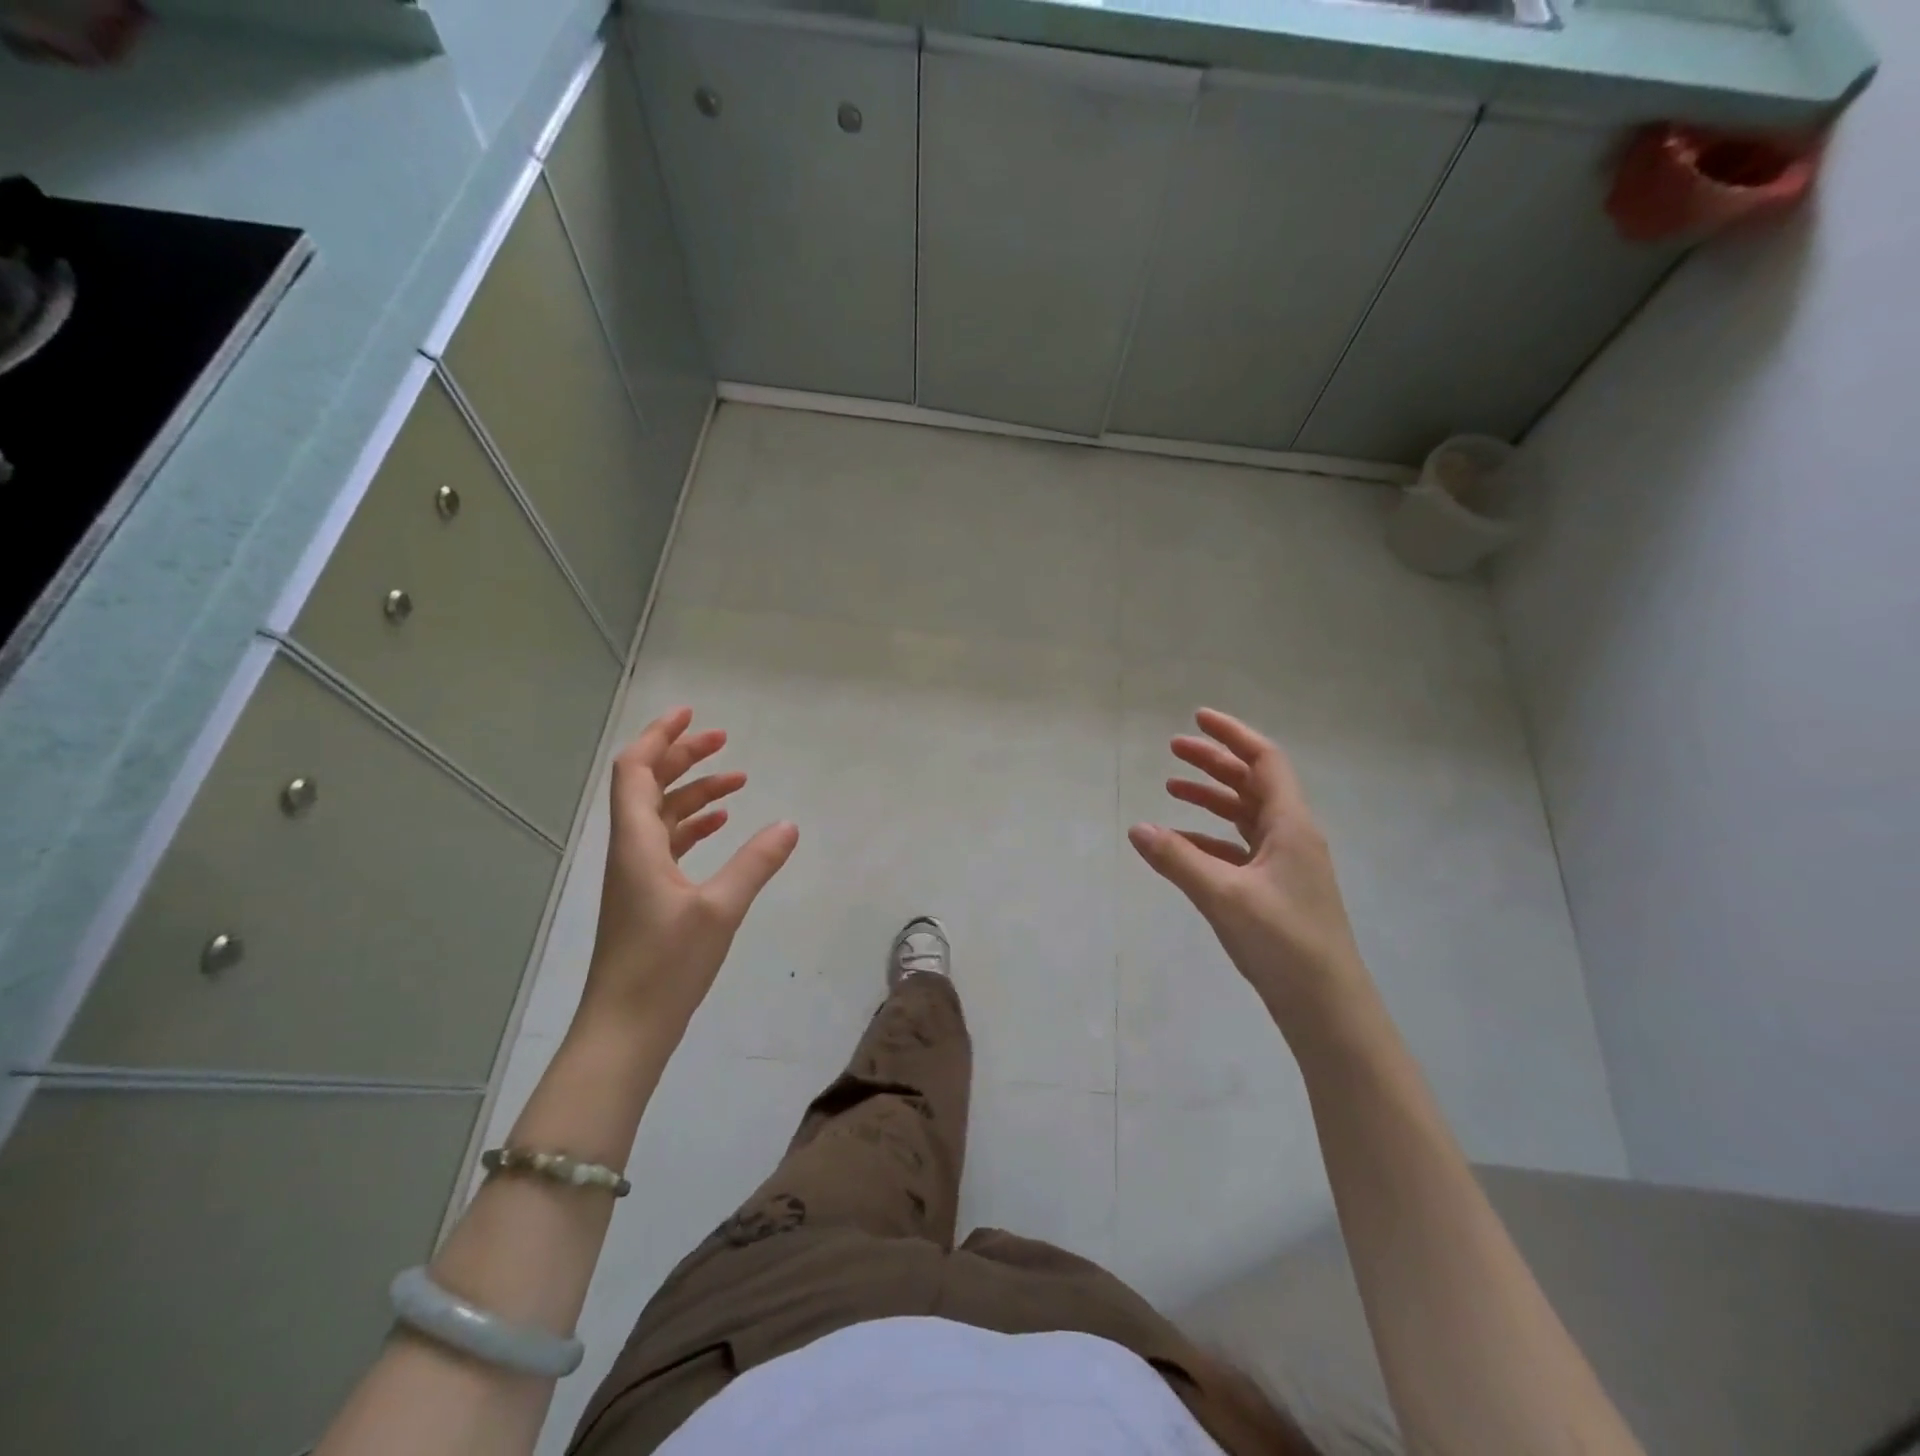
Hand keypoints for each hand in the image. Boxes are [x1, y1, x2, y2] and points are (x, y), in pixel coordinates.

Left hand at [583, 707, 798, 1034]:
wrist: (625, 1031)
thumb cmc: (665, 966)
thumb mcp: (720, 909)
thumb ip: (756, 863)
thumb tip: (789, 824)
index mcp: (636, 843)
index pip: (636, 770)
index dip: (660, 736)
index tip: (691, 714)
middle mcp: (630, 851)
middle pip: (648, 786)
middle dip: (683, 757)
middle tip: (723, 741)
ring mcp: (637, 876)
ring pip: (661, 815)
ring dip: (693, 793)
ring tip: (737, 782)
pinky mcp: (647, 898)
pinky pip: (668, 844)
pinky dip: (693, 826)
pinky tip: (720, 826)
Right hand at [1128, 708, 1369, 1032]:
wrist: (1327, 1007)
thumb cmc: (1283, 943)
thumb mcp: (1223, 896)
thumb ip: (1178, 860)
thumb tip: (1137, 828)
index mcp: (1291, 825)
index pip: (1264, 761)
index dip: (1232, 735)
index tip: (1198, 718)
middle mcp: (1293, 836)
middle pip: (1252, 783)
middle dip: (1214, 762)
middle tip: (1173, 749)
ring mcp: (1287, 864)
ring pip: (1246, 815)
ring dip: (1212, 797)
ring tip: (1172, 787)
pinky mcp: (1277, 889)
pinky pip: (1240, 848)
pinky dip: (1211, 838)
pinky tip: (1181, 845)